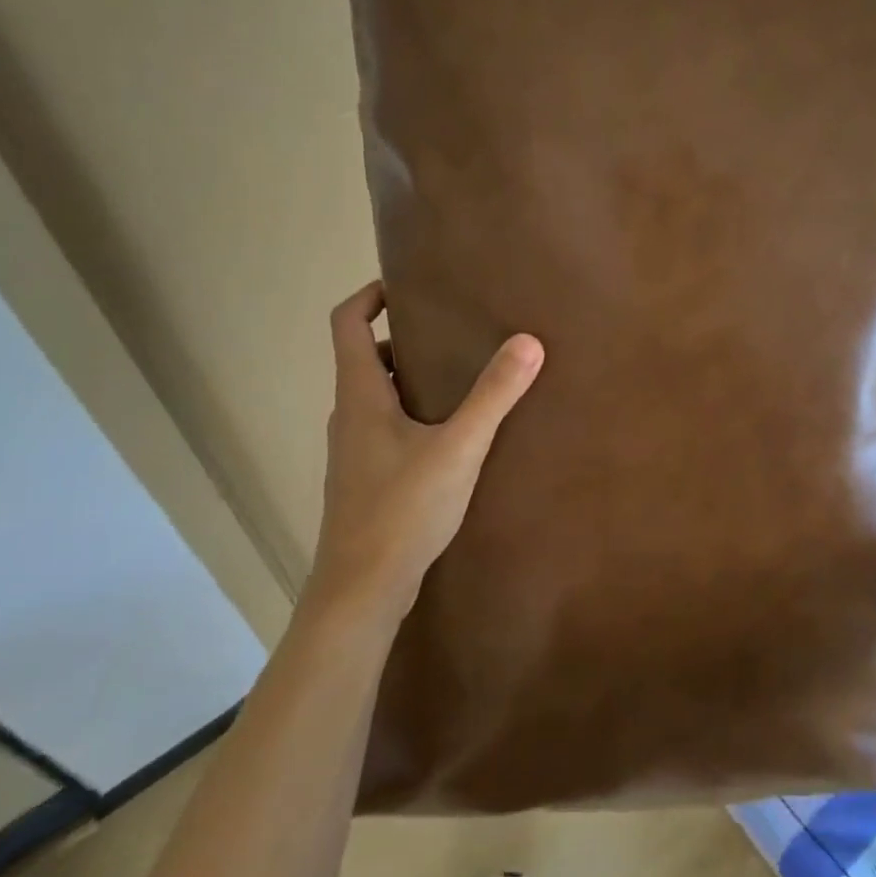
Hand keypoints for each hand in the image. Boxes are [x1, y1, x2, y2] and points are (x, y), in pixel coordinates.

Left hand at [312, 281, 543, 616]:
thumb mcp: (458, 447)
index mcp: (360, 396)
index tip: (406, 285)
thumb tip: (528, 341)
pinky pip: (387, 426)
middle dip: (405, 336)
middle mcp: (349, 416)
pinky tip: (452, 433)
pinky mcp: (366, 479)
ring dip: (412, 376)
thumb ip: (494, 395)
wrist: (361, 591)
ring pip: (378, 395)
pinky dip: (414, 411)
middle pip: (367, 357)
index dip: (369, 295)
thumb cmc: (402, 510)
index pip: (347, 324)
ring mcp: (354, 451)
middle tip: (454, 329)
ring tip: (461, 375)